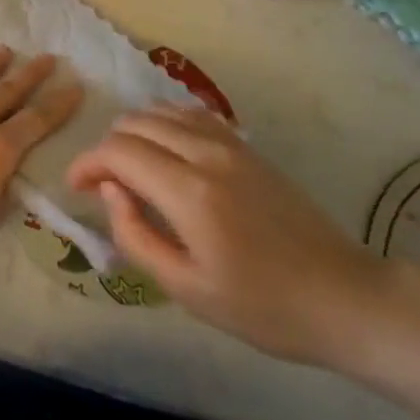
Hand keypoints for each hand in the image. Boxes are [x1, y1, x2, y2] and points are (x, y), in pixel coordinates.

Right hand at [66, 107, 389, 368]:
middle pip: (135, 123)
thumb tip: (111, 192)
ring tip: (131, 170)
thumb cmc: (263, 307)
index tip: (77, 187)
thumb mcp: (187, 289)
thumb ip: (135, 236)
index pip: (119, 151)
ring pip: (161, 111)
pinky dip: (164, 124)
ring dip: (135, 133)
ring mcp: (230, 143)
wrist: (343, 296)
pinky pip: (190, 115)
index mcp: (189, 192)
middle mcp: (206, 153)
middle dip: (107, 149)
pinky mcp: (246, 146)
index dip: (88, 163)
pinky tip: (165, 153)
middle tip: (104, 187)